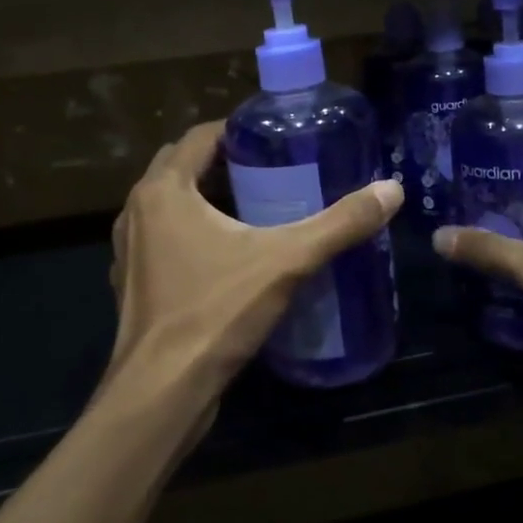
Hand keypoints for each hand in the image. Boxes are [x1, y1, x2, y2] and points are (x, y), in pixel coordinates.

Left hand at [100, 121, 403, 430]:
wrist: (162, 392)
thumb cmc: (215, 312)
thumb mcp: (286, 261)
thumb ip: (339, 224)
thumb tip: (392, 190)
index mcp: (163, 190)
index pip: (200, 137)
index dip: (238, 131)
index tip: (276, 137)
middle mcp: (137, 212)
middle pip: (183, 168)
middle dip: (224, 163)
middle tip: (273, 170)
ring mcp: (130, 251)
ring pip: (172, 208)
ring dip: (207, 200)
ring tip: (258, 209)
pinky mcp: (135, 285)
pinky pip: (166, 242)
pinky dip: (194, 236)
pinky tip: (230, 258)